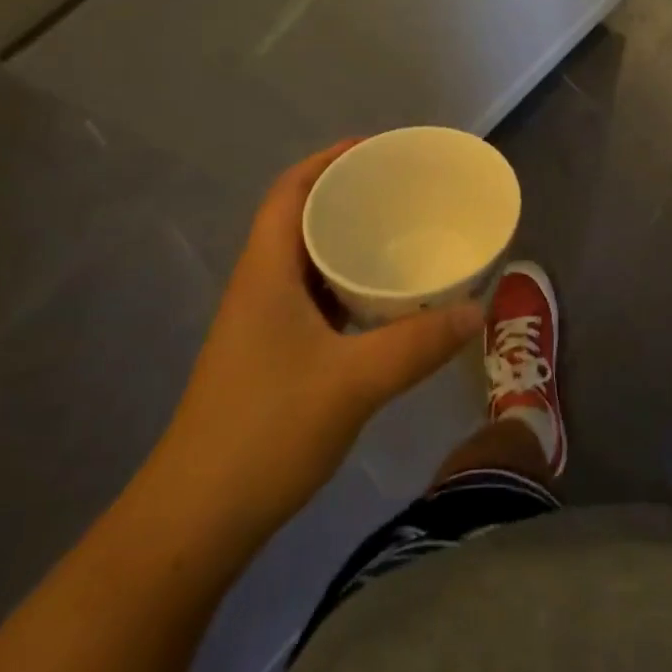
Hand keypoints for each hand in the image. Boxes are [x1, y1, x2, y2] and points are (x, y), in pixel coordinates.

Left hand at [154, 142, 482, 538]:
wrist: (194, 523)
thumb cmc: (265, 432)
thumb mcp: (353, 382)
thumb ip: (418, 344)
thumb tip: (477, 309)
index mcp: (267, 271)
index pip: (291, 190)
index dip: (329, 159)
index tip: (378, 148)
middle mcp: (260, 285)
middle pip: (300, 217)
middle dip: (347, 194)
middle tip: (402, 189)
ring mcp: (262, 323)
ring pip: (307, 259)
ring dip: (346, 240)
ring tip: (399, 233)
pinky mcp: (270, 355)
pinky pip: (314, 296)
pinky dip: (346, 283)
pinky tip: (382, 299)